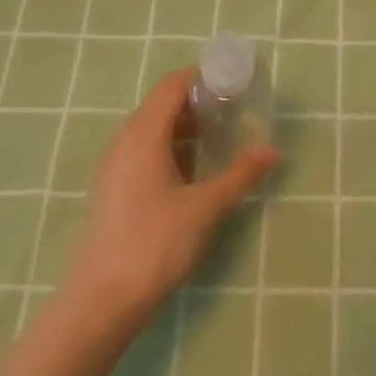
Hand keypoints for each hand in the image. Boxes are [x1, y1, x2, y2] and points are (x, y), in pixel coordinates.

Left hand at [70, 68, 277, 320]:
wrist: (103, 299)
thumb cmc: (156, 243)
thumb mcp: (206, 207)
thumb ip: (241, 175)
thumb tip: (272, 152)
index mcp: (143, 134)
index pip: (172, 85)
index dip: (202, 76)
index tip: (234, 80)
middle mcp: (124, 141)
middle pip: (161, 104)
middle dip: (198, 101)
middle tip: (234, 108)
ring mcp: (115, 166)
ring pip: (152, 130)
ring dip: (185, 126)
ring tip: (220, 136)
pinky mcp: (114, 189)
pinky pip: (144, 151)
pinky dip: (171, 147)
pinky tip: (195, 169)